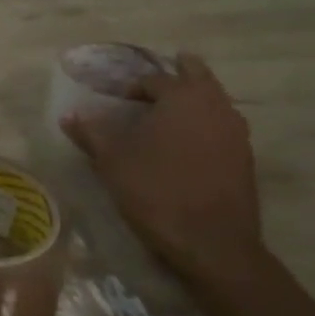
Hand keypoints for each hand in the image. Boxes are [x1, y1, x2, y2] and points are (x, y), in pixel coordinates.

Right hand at [59, 53, 277, 297]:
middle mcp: (215, 106)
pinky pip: (223, 127)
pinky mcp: (244, 159)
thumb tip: (69, 115)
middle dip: (181, 72)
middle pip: (199, 77)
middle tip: (165, 73)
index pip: (155, 79)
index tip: (117, 101)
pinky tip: (190, 143)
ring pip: (216, 101)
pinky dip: (206, 124)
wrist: (212, 243)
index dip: (133, 87)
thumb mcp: (112, 161)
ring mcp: (236, 133)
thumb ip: (91, 133)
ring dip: (197, 98)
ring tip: (174, 110)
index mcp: (182, 98)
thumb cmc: (156, 191)